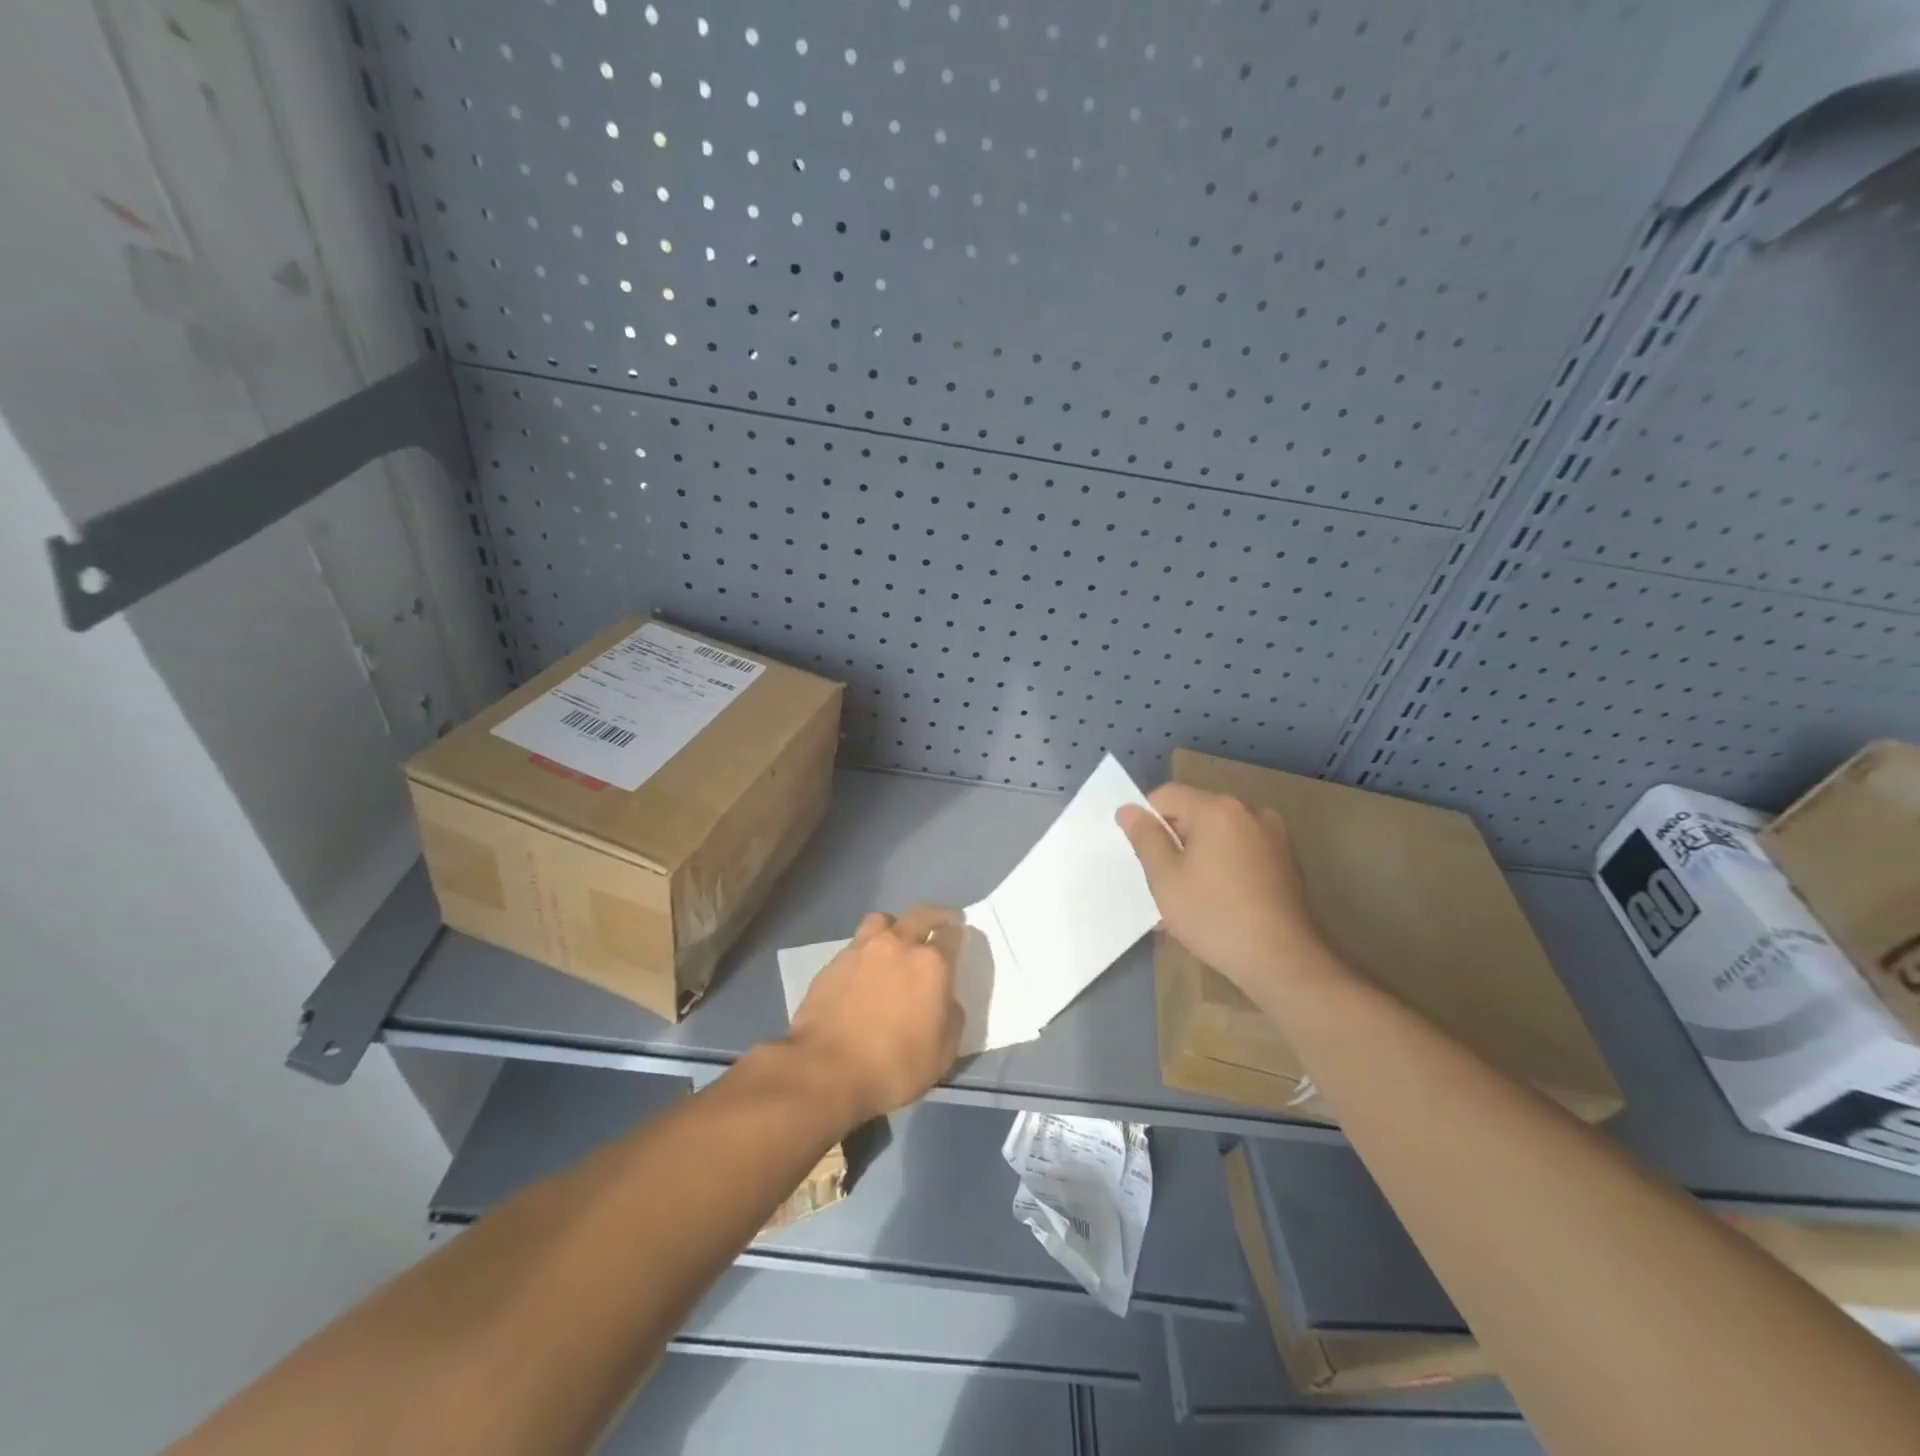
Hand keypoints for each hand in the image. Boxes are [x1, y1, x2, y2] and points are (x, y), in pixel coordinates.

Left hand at [784, 905, 964, 1124]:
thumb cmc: (894, 1065)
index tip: (959, 937)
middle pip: (921, 915)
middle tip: (941, 920)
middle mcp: (898, 945)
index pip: (952, 936)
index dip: (958, 935)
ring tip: (895, 940)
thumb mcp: (943, 1052)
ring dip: (894, 926)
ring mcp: (862, 950)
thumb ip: (951, 1016)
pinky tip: (865, 969)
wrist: (827, 1069)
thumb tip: (945, 999)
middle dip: (935, 915)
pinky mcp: (834, 962)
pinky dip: (866, 950)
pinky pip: (856, 944)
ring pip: (882, 920)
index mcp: (931, 964)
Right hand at [1117, 785, 1334, 996]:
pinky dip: (1223, 865)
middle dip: (1174, 840)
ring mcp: (1273, 836)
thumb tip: (1128, 809)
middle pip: (1195, 812)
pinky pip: (1240, 850)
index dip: (1147, 819)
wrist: (1280, 960)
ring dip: (1198, 855)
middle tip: (1163, 881)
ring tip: (1189, 897)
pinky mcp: (1285, 860)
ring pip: (1218, 834)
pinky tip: (1218, 901)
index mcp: (1218, 809)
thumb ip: (1145, 837)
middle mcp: (1249, 811)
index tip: (1143, 855)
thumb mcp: (1165, 878)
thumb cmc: (1213, 915)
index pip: (1167, 795)